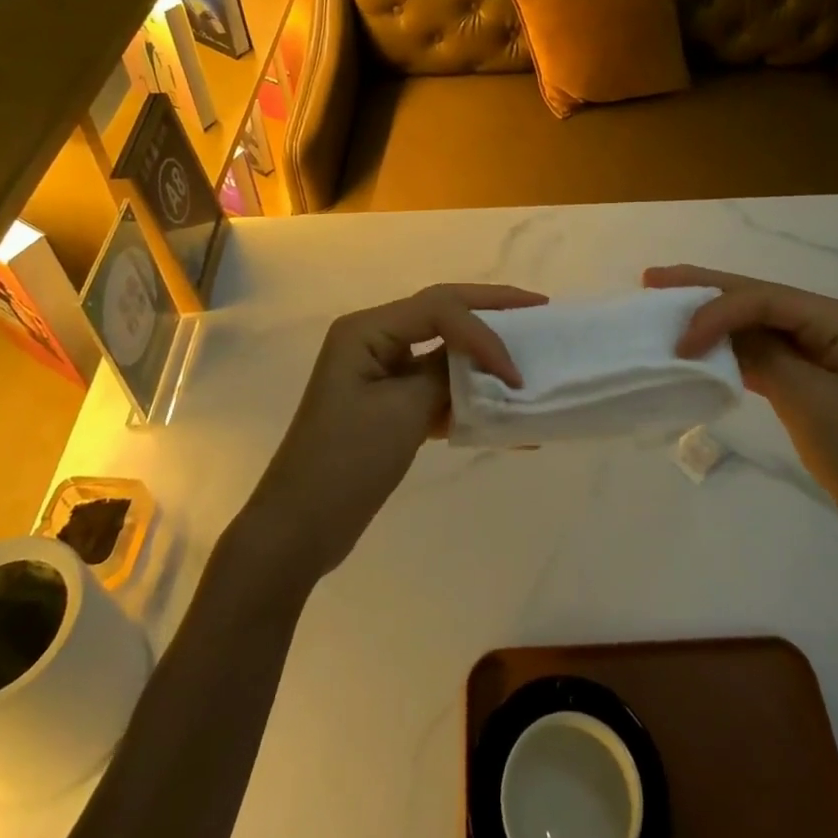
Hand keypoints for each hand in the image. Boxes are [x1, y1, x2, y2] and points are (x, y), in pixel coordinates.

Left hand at [239, 283, 546, 585]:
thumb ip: (446, 376)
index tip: (515, 373)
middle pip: (442, 313)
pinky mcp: (389, 404)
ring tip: (527, 352)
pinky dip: (468, 397)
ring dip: (482, 356)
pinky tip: (504, 415)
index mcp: (367, 329)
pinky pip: (436, 387)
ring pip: (443, 349)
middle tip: (538, 308)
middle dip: (491, 311)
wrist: (299, 530)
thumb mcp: (402, 413)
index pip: (440, 308)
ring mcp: (381, 372)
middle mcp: (373, 339)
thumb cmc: (344, 463)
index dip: (484, 333)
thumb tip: (482, 364)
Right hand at [645, 264, 837, 567]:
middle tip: (653, 279)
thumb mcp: (810, 402)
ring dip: (712, 317)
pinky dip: (729, 349)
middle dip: (705, 289)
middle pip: (758, 297)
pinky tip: (699, 345)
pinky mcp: (811, 377)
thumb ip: (762, 355)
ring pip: (756, 322)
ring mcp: (820, 350)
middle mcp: (829, 324)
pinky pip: (762, 351)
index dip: (716, 310)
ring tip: (666, 304)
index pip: (765, 298)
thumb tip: (714, 330)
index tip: (678, 342)